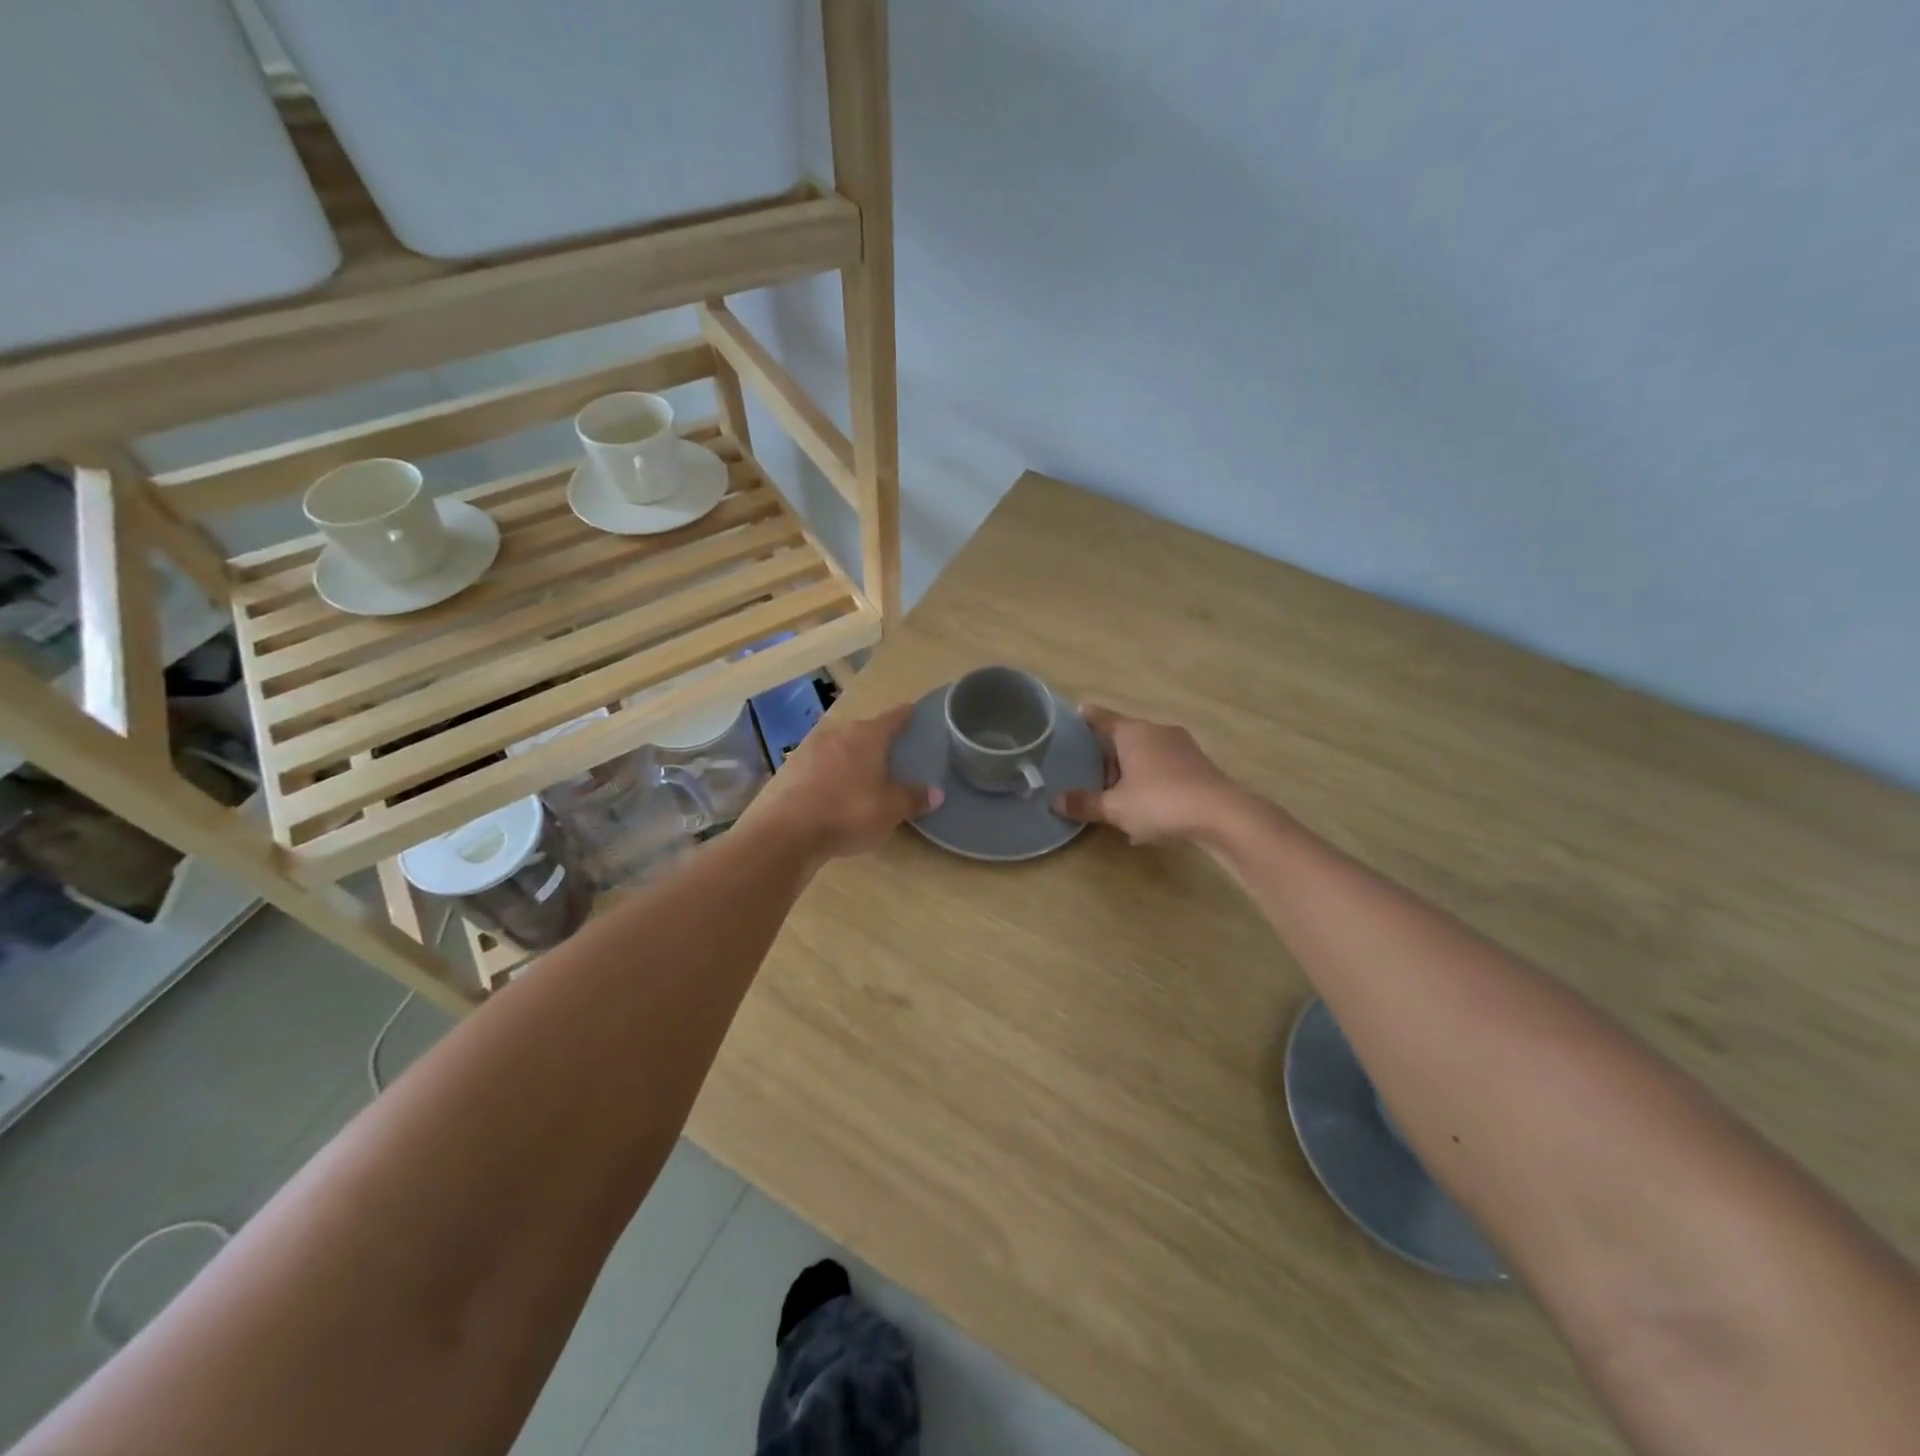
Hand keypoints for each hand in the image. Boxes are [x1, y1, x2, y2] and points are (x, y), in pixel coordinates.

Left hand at [754, 703, 941, 860]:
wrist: (791, 830)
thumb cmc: (850, 811)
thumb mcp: (891, 809)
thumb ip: (913, 798)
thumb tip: (936, 793)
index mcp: (868, 736)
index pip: (892, 718)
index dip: (904, 715)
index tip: (911, 710)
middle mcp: (839, 733)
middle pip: (863, 730)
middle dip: (876, 738)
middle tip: (890, 751)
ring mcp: (811, 748)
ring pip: (839, 745)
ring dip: (850, 754)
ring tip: (861, 770)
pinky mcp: (792, 768)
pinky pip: (820, 763)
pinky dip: (830, 771)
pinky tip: (833, 787)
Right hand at [1054, 706, 1244, 844]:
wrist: (1221, 814)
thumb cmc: (1159, 802)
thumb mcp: (1116, 808)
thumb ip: (1085, 803)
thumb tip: (1055, 800)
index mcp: (1132, 733)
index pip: (1102, 718)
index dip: (1088, 717)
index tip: (1078, 711)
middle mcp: (1157, 731)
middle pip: (1125, 737)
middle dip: (1109, 755)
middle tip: (1093, 777)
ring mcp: (1182, 746)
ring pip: (1147, 752)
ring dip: (1133, 769)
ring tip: (1120, 797)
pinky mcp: (1199, 764)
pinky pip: (1166, 767)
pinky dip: (1153, 780)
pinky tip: (1149, 806)